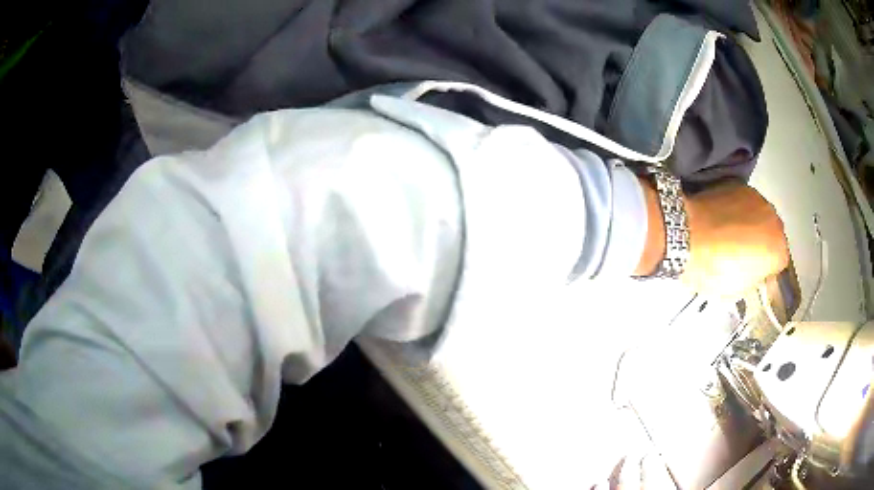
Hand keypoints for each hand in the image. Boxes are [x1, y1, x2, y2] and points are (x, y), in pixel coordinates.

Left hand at [682, 182, 789, 297]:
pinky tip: (722, 219)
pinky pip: (744, 202)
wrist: (686, 233)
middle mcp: (773, 219)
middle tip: (740, 255)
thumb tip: (751, 273)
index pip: (779, 263)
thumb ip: (753, 280)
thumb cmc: (712, 268)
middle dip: (761, 245)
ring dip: (751, 225)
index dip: (765, 270)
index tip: (752, 273)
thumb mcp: (736, 290)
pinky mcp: (738, 185)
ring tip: (729, 235)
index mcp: (778, 249)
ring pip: (760, 216)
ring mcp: (756, 198)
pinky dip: (738, 210)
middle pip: (772, 235)